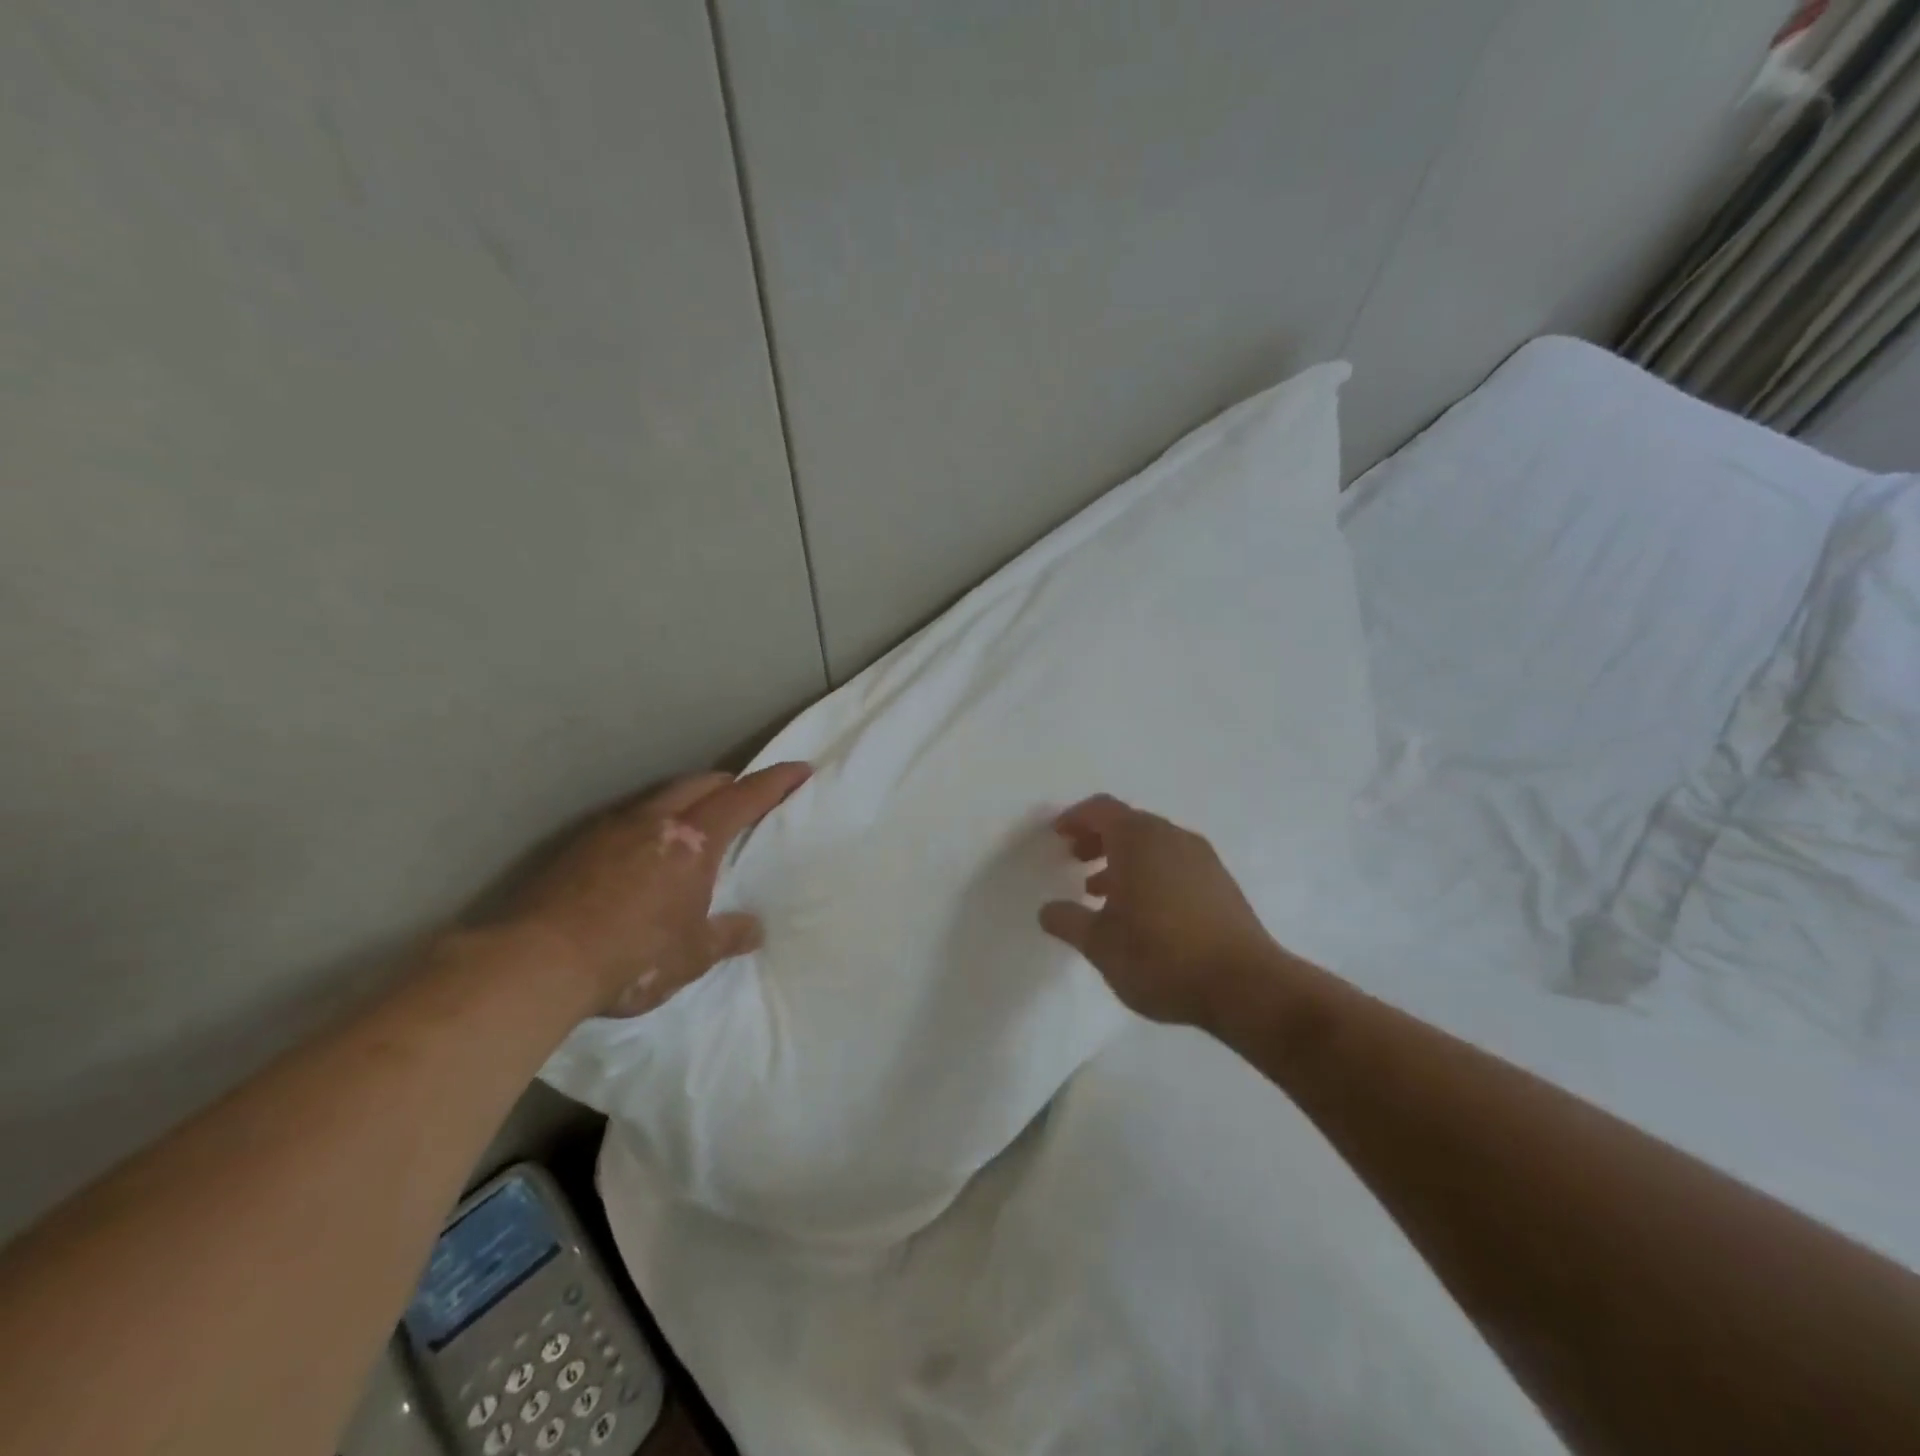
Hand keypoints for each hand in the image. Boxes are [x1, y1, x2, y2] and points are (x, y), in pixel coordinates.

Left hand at [504, 762, 810, 1017]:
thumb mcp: (693, 955)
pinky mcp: (576, 846)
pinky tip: (642, 853)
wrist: (537, 963)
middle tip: (744, 798)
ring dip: (686, 801)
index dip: (776, 781)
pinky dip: (649, 823)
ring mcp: (610, 829)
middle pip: (700, 784)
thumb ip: (727, 936)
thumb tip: (754, 928)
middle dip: (729, 784)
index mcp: (692, 841)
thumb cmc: (633, 956)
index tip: (800, 769)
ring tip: (694, 825)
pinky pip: (627, 820)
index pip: (744, 798)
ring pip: (660, 797)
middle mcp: (653, 821)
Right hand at [1039, 794, 1278, 1026]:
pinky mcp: (1222, 883)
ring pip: (1154, 845)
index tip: (1058, 836)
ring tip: (1102, 894)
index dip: (1075, 818)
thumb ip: (1069, 921)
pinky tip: (1143, 913)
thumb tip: (1048, 910)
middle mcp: (1172, 837)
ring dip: (1124, 860)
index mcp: (1139, 840)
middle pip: (1128, 823)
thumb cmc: (1161, 956)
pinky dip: (1151, 873)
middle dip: (1098, 838)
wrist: (1245, 986)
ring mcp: (1202, 859)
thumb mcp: (1100, 944)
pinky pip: (1175, 863)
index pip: (1101, 809)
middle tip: (1075, 860)